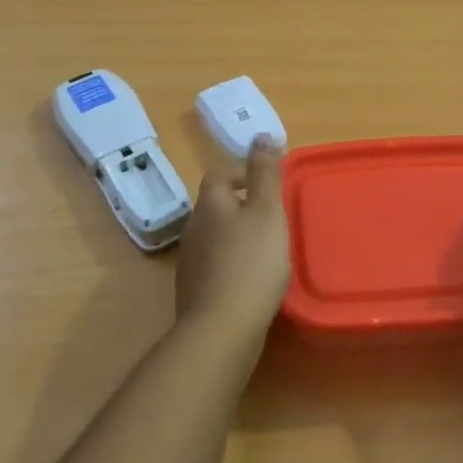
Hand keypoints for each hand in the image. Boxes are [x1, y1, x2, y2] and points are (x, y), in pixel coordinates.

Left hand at [174, 137, 290, 335]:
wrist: (222, 328)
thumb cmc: (251, 262)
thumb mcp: (267, 211)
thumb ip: (265, 173)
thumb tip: (260, 134)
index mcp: (211, 204)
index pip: (219, 174)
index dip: (242, 170)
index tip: (267, 179)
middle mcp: (194, 228)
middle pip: (215, 204)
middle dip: (241, 202)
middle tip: (272, 212)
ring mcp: (190, 261)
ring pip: (214, 234)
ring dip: (236, 233)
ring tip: (266, 245)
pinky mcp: (194, 290)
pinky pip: (214, 263)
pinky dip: (232, 260)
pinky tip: (251, 276)